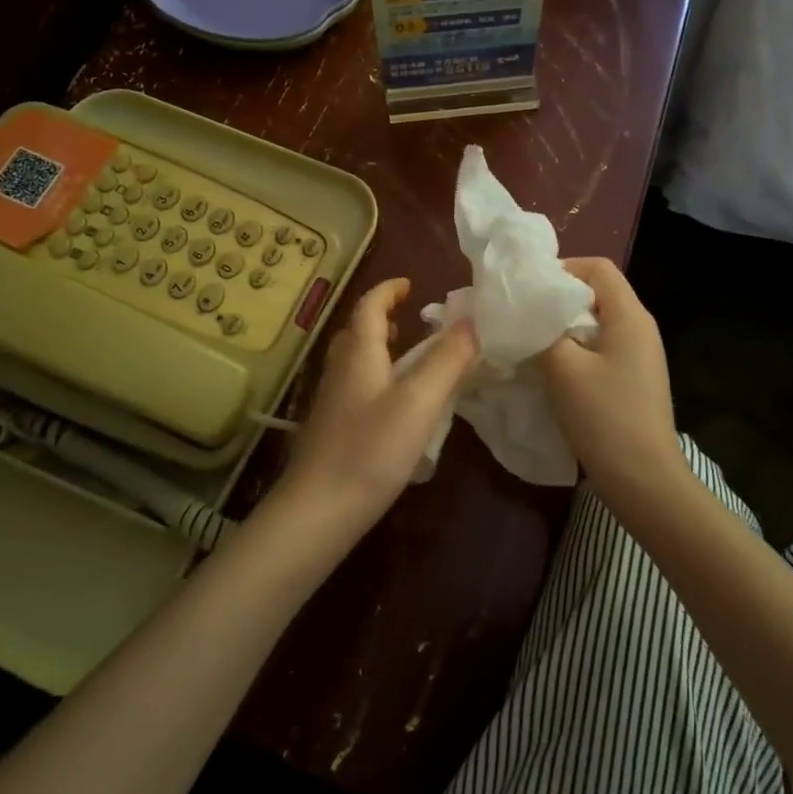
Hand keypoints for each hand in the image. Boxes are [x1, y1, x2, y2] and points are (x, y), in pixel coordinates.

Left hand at [276, 279, 476, 537]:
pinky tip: (396, 405)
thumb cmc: (371, 448)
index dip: (388, 290)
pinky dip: (377, 377)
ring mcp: (332, 400)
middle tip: (413, 321)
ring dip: (380, 349)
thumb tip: (473, 320)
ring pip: (355, 360)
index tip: (410, 284)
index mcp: (359, 353)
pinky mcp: (332, 428)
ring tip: (410, 358)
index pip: (369, 305)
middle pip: (357, 331)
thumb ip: (448, 360)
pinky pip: (357, 386)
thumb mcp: (420, 401)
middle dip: (383, 318)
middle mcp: (340, 369)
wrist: (319, 509)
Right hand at [536, 258, 685, 501]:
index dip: (563, 268)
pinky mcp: (632, 380)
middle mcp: (640, 328)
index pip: (598, 267)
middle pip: (596, 294)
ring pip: (595, 324)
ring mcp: (639, 356)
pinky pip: (600, 350)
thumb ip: (542, 331)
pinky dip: (574, 351)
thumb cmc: (605, 417)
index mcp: (630, 316)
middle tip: (521, 315)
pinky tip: (550, 370)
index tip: (528, 289)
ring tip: (529, 341)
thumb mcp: (563, 369)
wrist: (644, 480)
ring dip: (562, 328)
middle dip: (557, 300)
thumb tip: (524, 312)